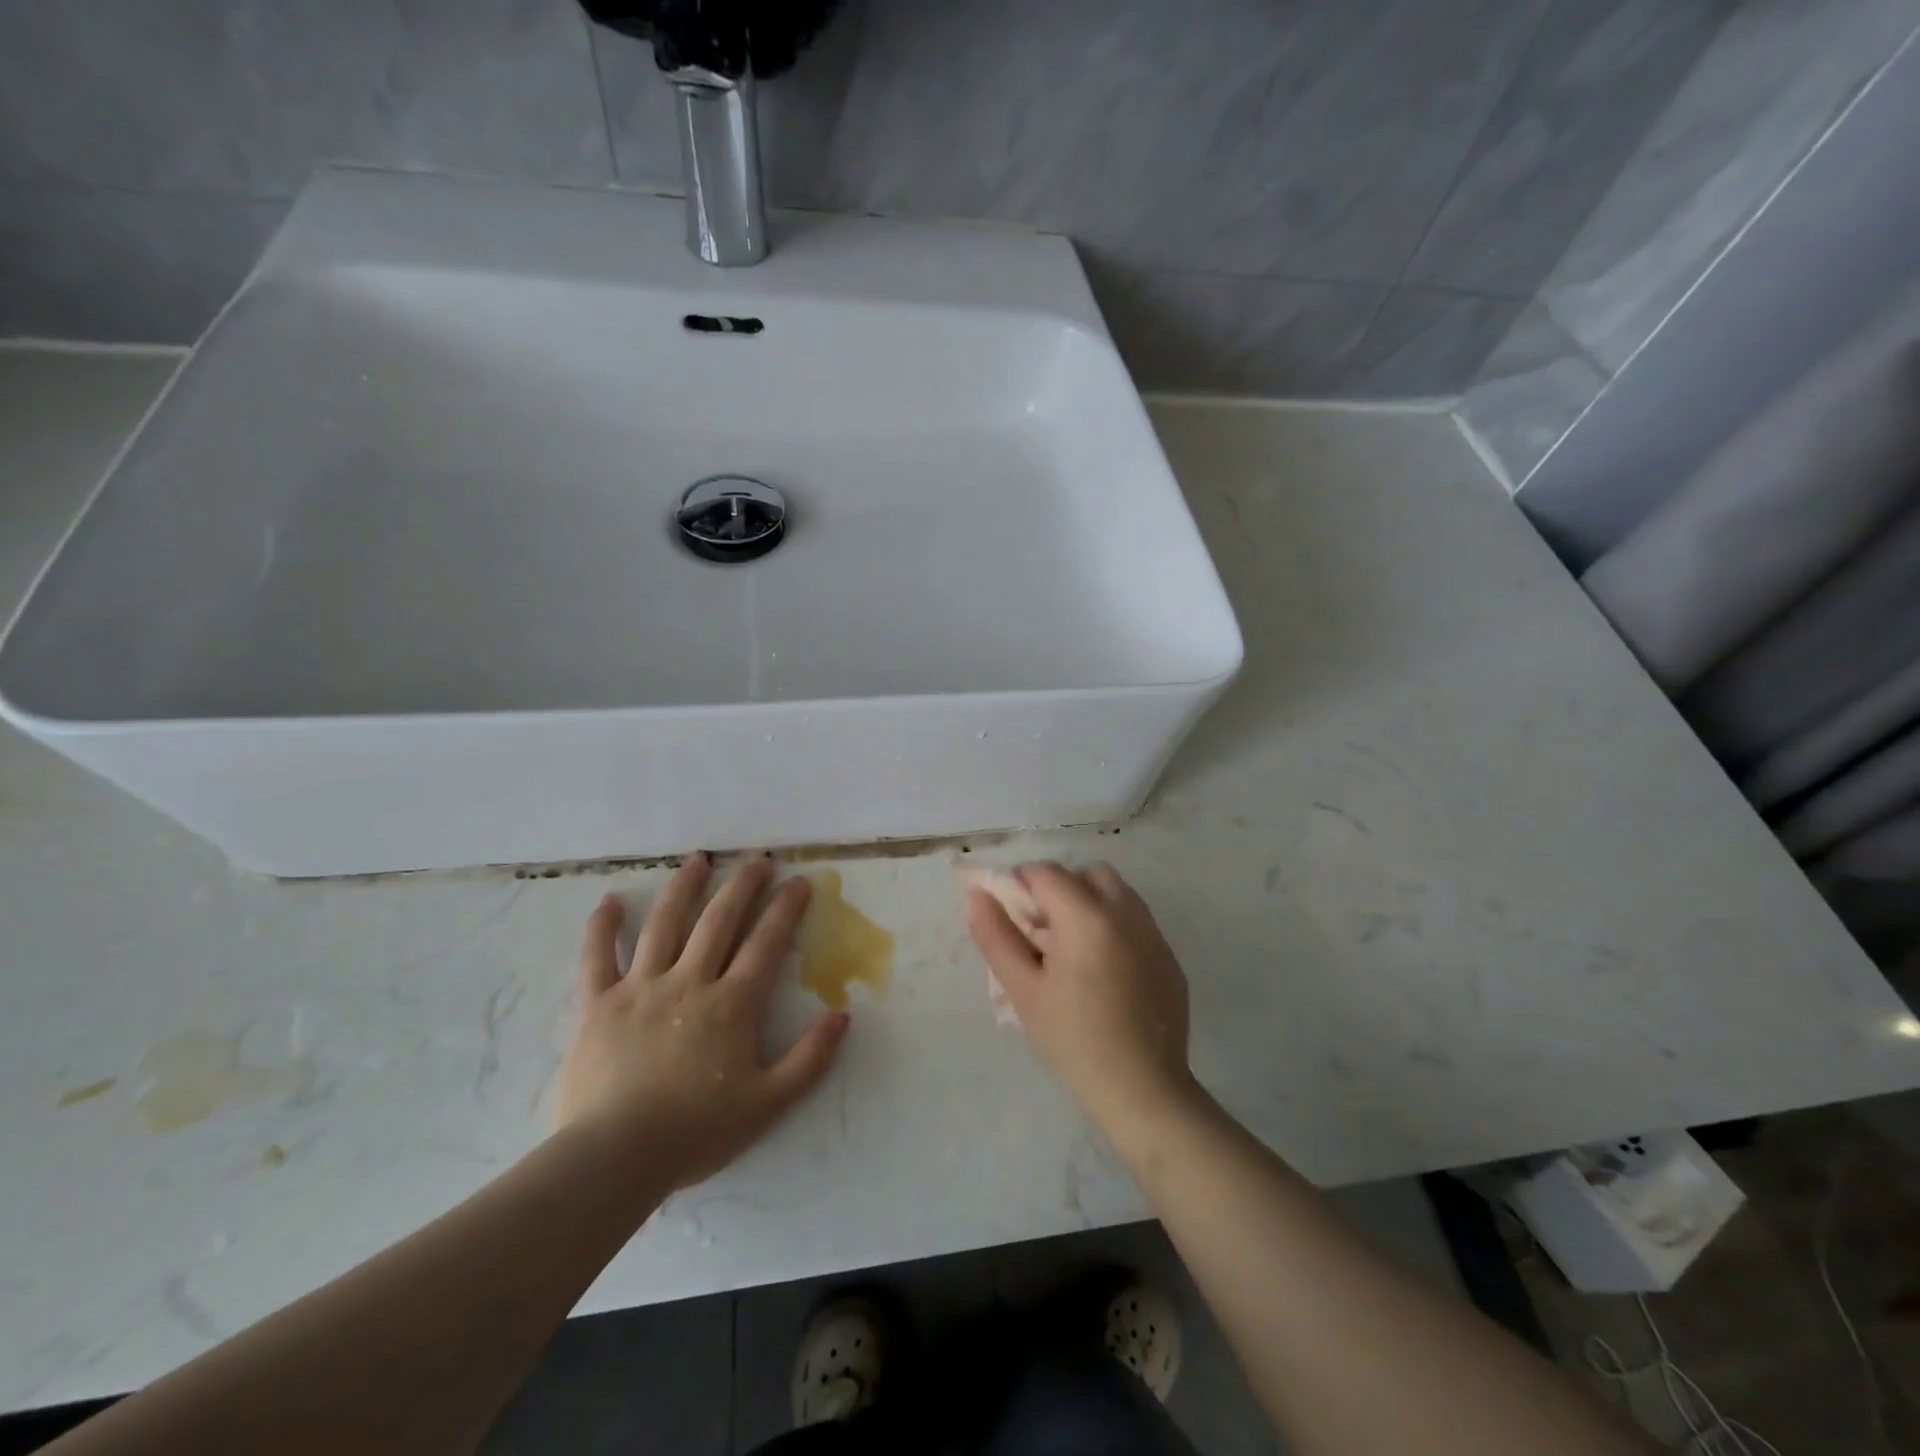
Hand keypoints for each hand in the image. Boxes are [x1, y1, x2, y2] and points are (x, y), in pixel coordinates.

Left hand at [557, 853, 848, 1190]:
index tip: (799, 881)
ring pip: (663, 925)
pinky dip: (601, 928)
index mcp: (731, 1004)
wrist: (614, 1159)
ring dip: (683, 889)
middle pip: (719, 921)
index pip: (765, 943)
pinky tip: (609, 901)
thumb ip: (810, 1059)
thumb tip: (843, 1015)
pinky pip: (597, 958)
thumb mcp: (768, 1104)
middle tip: (757, 860)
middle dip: (742, 886)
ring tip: (698, 860)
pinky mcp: (598, 1005)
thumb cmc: (696, 1132)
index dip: (785, 909)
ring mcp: (640, 988)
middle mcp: (688, 982)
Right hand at [965, 861, 1195, 1133]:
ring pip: (1117, 891)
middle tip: (1042, 931)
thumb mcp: (1023, 990)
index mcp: (1086, 917)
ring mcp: (1153, 933)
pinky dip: (1114, 925)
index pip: (1046, 872)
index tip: (1012, 917)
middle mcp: (1125, 913)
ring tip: (1073, 948)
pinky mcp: (1169, 956)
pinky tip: (1103, 971)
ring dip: (1090, 901)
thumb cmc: (1073, 1041)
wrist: (1142, 1090)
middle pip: (1087, 873)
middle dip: (1059, 888)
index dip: (1021, 884)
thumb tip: (976, 896)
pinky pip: (1137, 920)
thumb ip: (996, 937)